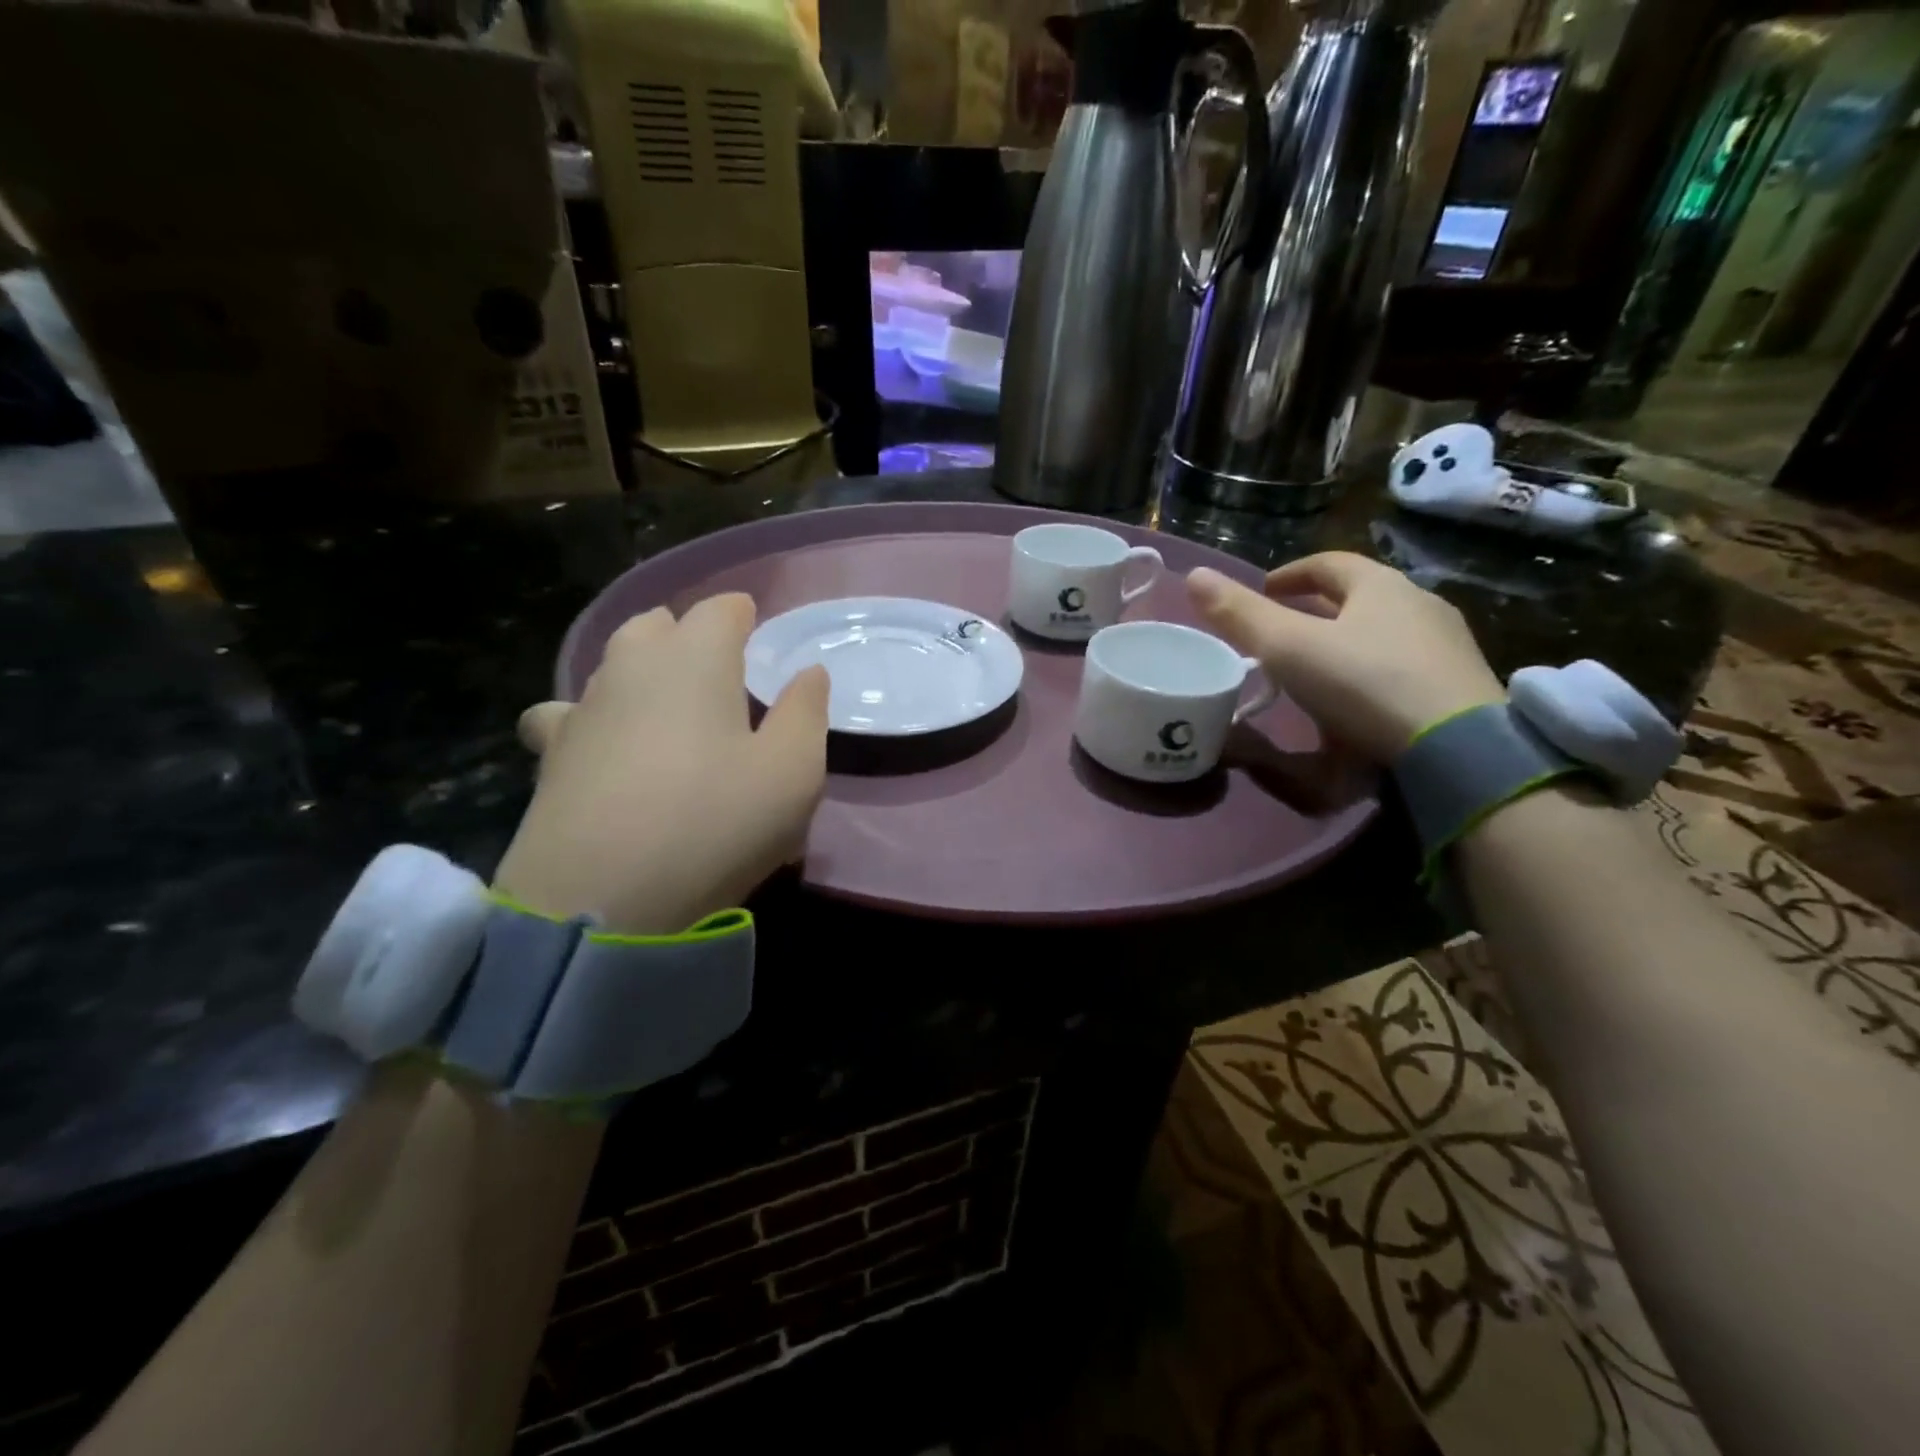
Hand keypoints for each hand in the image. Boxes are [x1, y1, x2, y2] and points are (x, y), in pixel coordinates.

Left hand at [493, 594, 829, 934]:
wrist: (601, 900)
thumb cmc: (716, 822)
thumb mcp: (793, 772)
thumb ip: (806, 712)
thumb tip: (808, 673)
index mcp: (694, 659)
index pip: (719, 610)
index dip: (741, 614)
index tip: (756, 629)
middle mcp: (631, 668)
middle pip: (655, 625)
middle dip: (687, 635)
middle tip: (718, 673)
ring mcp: (582, 710)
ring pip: (611, 665)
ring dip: (641, 673)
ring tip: (665, 710)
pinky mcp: (550, 757)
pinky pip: (566, 717)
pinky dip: (589, 720)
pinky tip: (601, 751)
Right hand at [1187, 552, 1503, 761]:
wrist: (1458, 748)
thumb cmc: (1364, 683)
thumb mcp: (1288, 648)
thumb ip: (1240, 615)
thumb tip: (1194, 575)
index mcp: (1380, 586)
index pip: (1329, 564)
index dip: (1290, 574)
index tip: (1264, 591)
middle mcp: (1420, 605)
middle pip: (1358, 597)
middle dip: (1316, 610)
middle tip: (1281, 632)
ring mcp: (1446, 647)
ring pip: (1383, 633)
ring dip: (1346, 642)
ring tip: (1314, 669)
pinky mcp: (1459, 688)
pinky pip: (1403, 668)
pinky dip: (1371, 673)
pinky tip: (1355, 704)